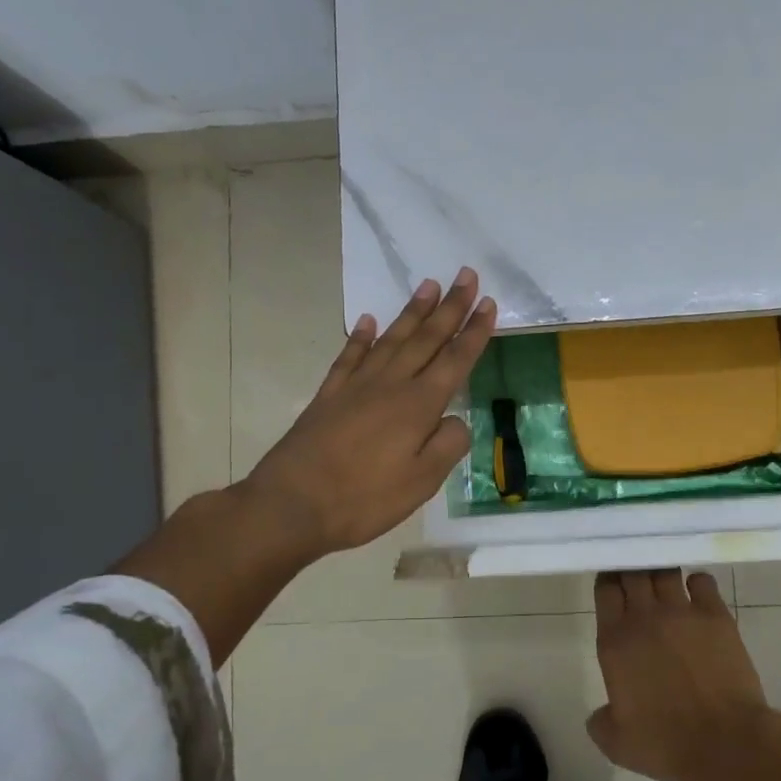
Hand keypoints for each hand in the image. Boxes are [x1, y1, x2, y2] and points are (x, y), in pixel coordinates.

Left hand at [245, 268, 495, 558]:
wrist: (293, 504)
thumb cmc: (364, 499)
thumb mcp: (422, 483)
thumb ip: (447, 445)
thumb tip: (456, 418)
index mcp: (418, 406)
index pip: (455, 360)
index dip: (474, 332)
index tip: (487, 302)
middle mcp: (390, 385)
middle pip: (426, 338)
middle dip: (450, 307)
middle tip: (466, 275)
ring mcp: (356, 386)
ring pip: (391, 339)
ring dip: (412, 312)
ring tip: (429, 285)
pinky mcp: (329, 395)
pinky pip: (349, 356)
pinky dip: (360, 336)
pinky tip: (368, 321)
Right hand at [587, 569, 768, 780]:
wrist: (724, 743)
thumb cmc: (665, 744)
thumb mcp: (616, 743)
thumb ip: (600, 722)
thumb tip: (600, 714)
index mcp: (615, 641)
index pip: (605, 590)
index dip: (607, 581)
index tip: (611, 583)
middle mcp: (644, 617)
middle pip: (633, 572)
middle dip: (632, 569)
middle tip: (636, 577)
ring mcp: (682, 612)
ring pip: (665, 571)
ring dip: (661, 572)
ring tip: (664, 579)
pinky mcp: (716, 615)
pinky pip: (702, 581)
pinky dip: (697, 582)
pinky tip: (697, 592)